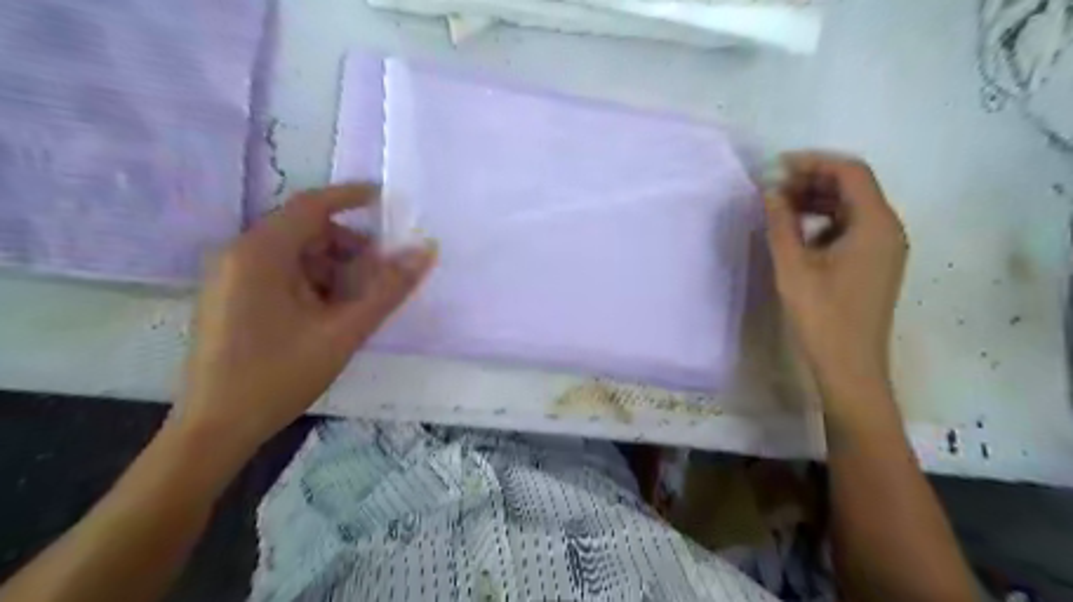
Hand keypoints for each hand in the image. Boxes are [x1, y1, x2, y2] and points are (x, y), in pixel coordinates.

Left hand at [171, 185, 430, 453]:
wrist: (216, 428)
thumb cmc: (280, 375)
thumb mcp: (344, 330)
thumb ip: (389, 289)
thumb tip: (426, 251)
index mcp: (261, 253)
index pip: (312, 205)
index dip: (352, 196)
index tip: (387, 199)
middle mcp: (240, 254)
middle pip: (306, 231)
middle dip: (349, 246)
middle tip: (381, 274)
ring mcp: (231, 277)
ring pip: (296, 255)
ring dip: (334, 269)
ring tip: (357, 303)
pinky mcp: (232, 297)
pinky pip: (281, 274)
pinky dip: (313, 283)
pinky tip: (329, 314)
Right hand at [767, 151, 908, 393]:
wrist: (849, 366)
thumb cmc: (822, 316)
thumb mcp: (793, 267)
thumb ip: (781, 224)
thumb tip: (770, 192)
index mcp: (875, 225)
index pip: (850, 172)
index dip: (813, 162)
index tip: (777, 167)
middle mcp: (888, 229)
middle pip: (853, 187)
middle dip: (812, 181)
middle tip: (773, 189)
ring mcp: (884, 248)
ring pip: (851, 208)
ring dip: (816, 201)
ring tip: (780, 209)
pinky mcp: (875, 264)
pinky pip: (851, 229)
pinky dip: (823, 222)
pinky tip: (797, 235)